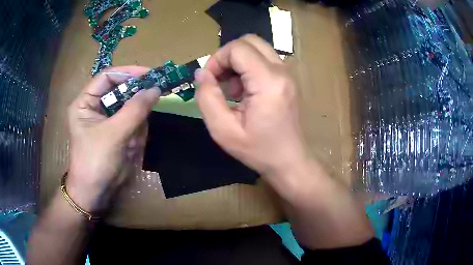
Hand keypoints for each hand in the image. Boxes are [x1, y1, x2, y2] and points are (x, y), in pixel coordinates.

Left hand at [66, 66, 159, 212]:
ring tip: (132, 142)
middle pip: (121, 91)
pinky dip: (137, 133)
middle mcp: (96, 106)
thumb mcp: (113, 134)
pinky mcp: (117, 131)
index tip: (151, 74)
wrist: (95, 193)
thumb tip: (156, 88)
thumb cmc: (95, 161)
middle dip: (135, 100)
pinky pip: (133, 123)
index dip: (128, 72)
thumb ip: (134, 110)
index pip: (107, 76)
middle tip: (155, 99)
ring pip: (130, 108)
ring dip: (136, 122)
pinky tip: (131, 148)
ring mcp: (107, 119)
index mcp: (86, 102)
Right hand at [195, 35, 306, 179]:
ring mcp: (287, 73)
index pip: (238, 49)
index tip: (209, 81)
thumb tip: (201, 74)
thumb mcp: (223, 130)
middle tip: (219, 80)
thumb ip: (207, 98)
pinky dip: (248, 67)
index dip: (217, 60)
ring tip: (233, 89)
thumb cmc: (258, 150)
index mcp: (268, 82)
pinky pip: (264, 59)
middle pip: (249, 41)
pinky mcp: (287, 78)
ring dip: (238, 62)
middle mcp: (281, 71)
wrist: (289, 161)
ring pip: (257, 48)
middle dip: (227, 56)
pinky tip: (245, 91)